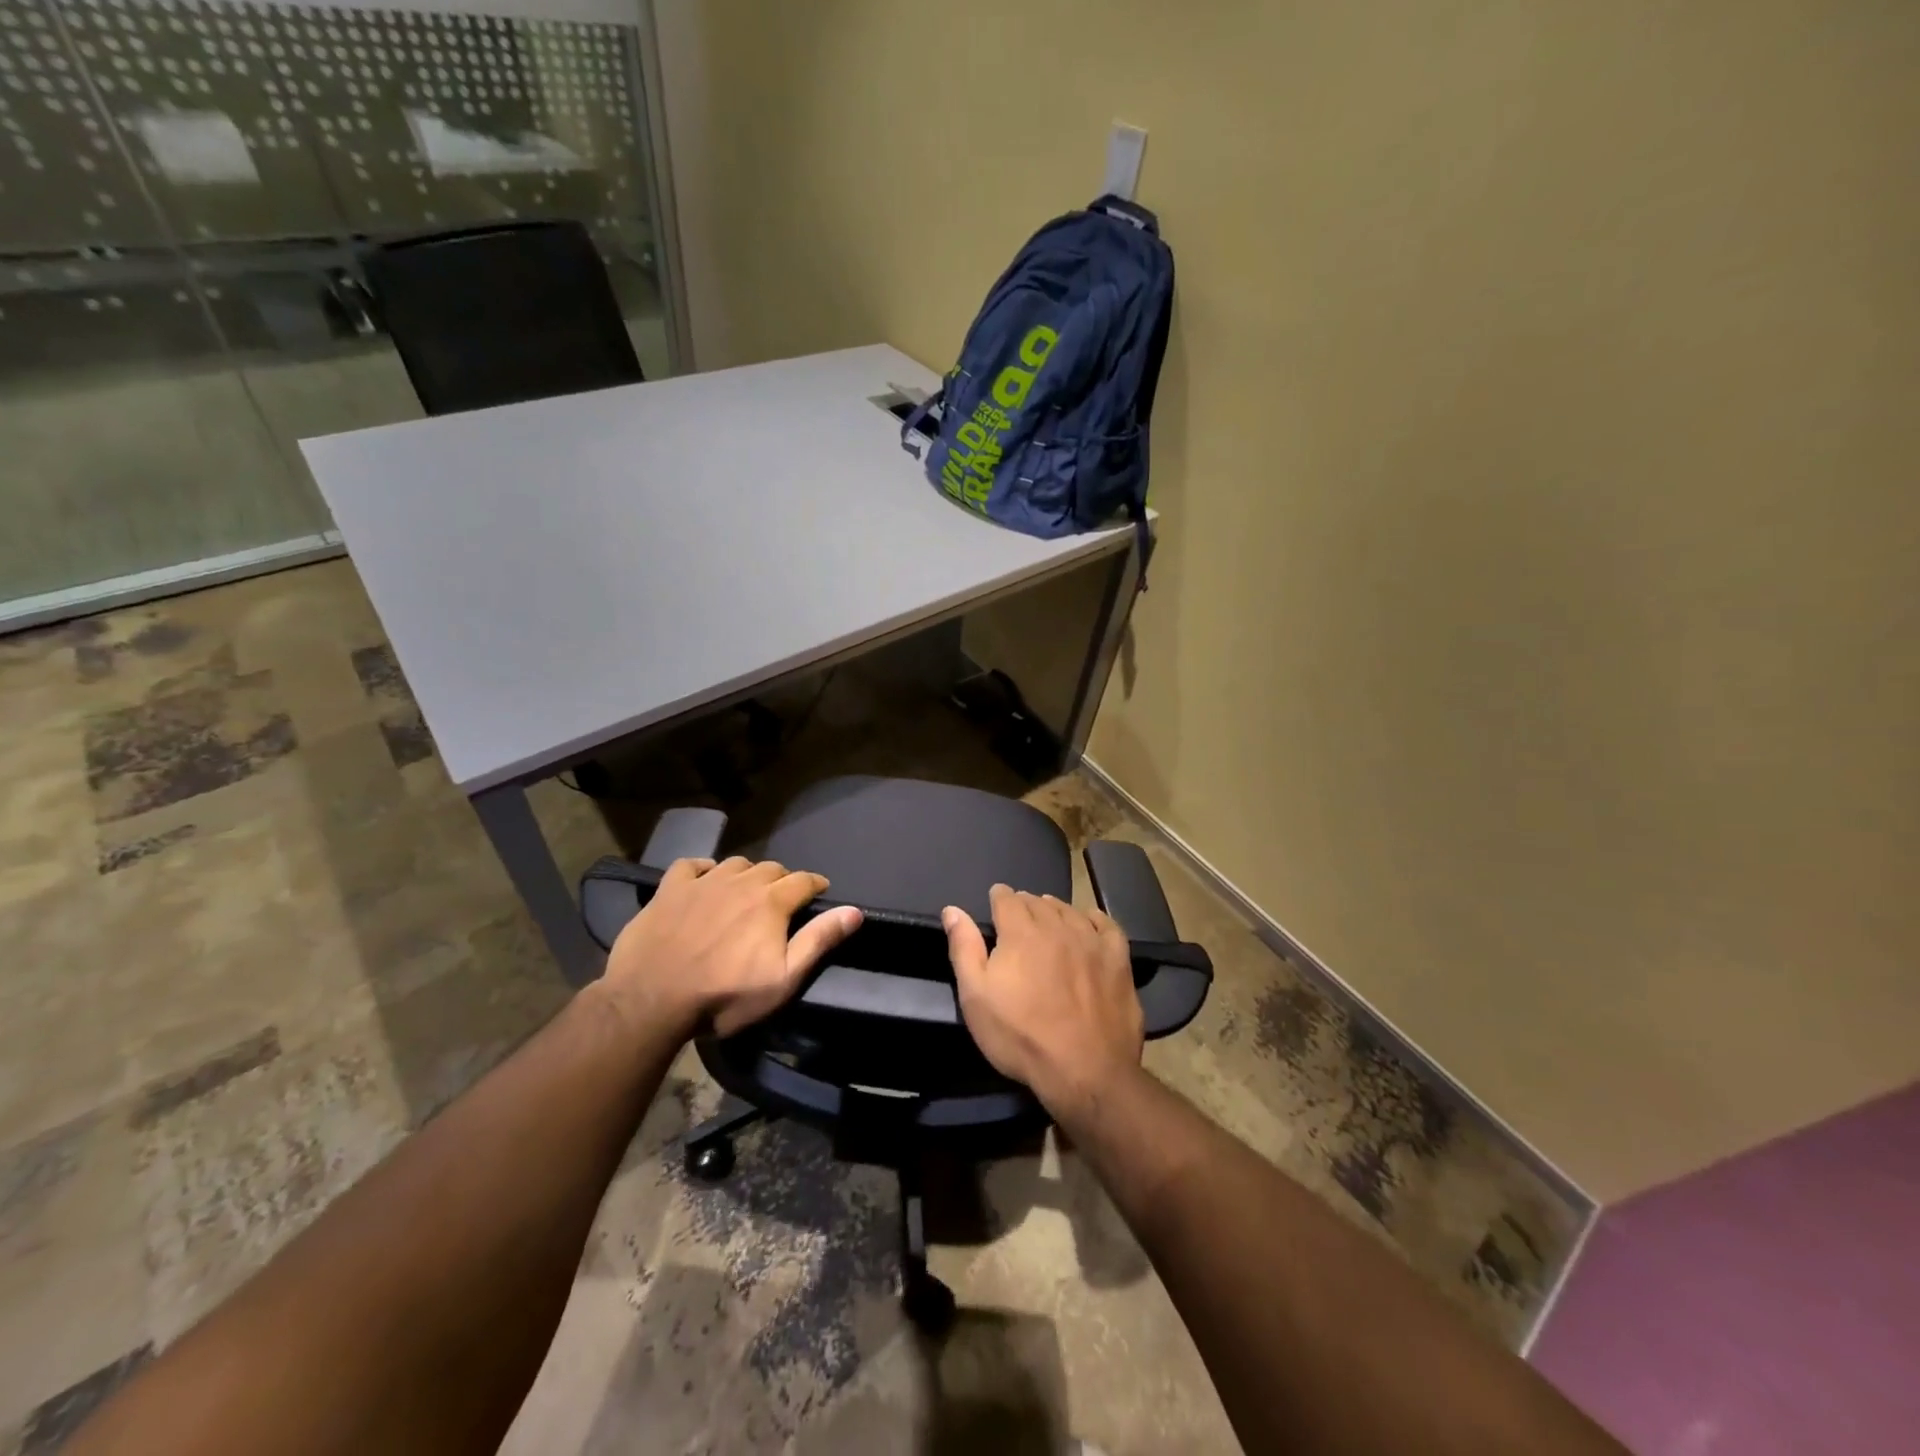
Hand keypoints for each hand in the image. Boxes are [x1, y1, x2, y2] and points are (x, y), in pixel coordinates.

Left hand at [604, 857, 861, 1039]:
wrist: (650, 1000)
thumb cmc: (723, 996)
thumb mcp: (782, 979)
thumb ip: (819, 941)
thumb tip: (854, 911)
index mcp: (771, 902)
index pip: (804, 880)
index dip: (815, 884)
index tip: (819, 892)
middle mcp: (741, 882)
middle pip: (771, 869)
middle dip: (782, 880)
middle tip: (781, 900)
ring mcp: (703, 882)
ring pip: (735, 864)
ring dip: (747, 874)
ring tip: (745, 892)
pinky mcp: (669, 889)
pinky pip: (692, 865)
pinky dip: (703, 869)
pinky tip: (704, 880)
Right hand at [942, 884, 1142, 1118]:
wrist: (1085, 1070)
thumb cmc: (1020, 1036)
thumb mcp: (976, 997)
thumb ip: (964, 948)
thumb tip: (952, 909)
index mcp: (1021, 932)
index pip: (1007, 898)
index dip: (998, 898)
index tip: (995, 905)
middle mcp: (1057, 926)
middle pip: (1038, 902)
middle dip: (1025, 905)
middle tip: (1019, 918)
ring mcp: (1091, 941)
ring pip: (1070, 911)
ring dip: (1055, 910)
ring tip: (1049, 918)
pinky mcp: (1118, 959)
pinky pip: (1107, 926)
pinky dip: (1094, 920)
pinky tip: (1089, 924)